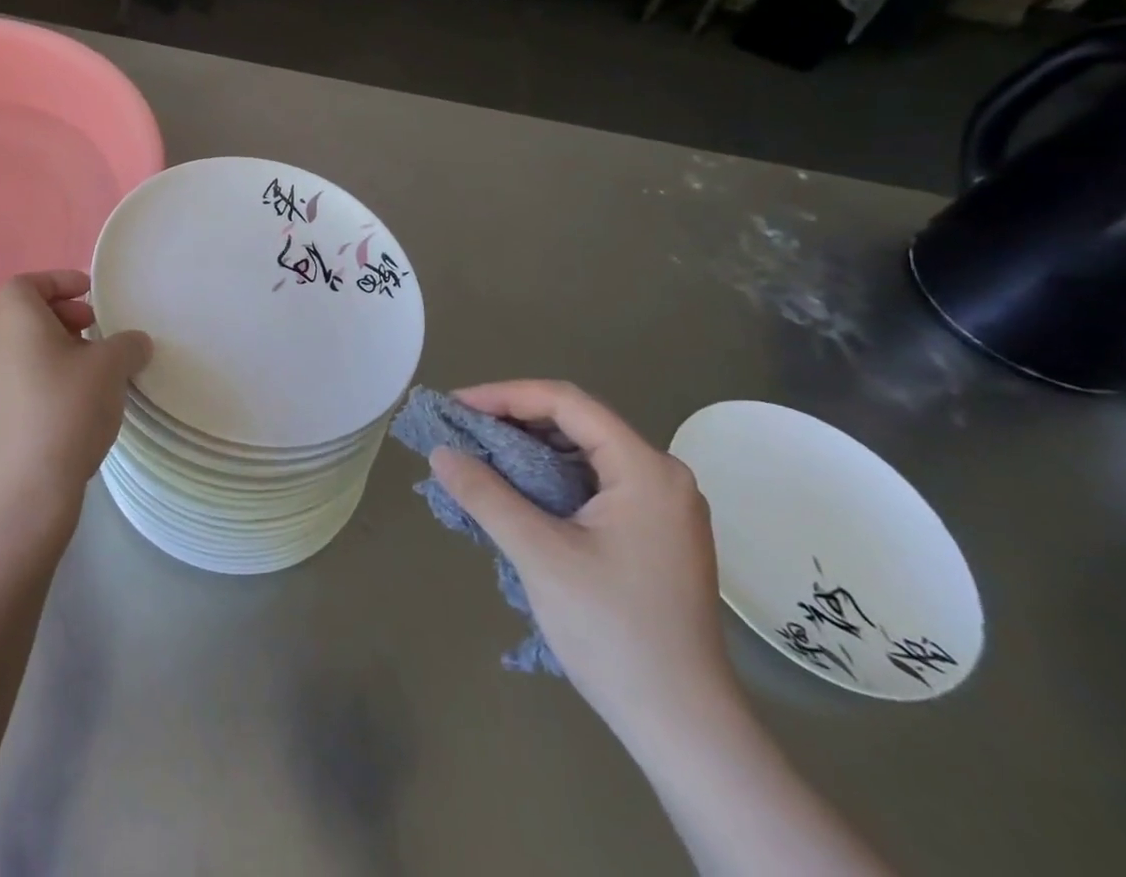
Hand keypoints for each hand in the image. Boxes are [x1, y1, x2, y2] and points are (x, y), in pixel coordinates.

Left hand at [0, 271, 151, 527]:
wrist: (23, 492)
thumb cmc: (65, 410)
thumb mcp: (110, 368)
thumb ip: (127, 344)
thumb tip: (135, 342)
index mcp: (14, 320)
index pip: (27, 282)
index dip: (59, 281)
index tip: (91, 295)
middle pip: (25, 314)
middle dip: (63, 315)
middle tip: (96, 330)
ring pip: (23, 348)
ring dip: (58, 348)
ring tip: (94, 369)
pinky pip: (20, 378)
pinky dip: (47, 376)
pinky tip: (77, 403)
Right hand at [430, 380, 735, 747]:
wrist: (685, 730)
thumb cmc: (614, 633)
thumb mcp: (539, 556)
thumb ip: (486, 495)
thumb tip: (440, 452)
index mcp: (646, 469)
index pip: (566, 403)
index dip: (505, 395)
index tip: (456, 406)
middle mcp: (661, 475)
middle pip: (576, 423)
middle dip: (514, 420)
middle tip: (461, 430)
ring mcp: (662, 506)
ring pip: (583, 453)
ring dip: (529, 450)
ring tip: (479, 457)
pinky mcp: (653, 533)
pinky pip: (593, 483)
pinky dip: (549, 478)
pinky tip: (515, 491)